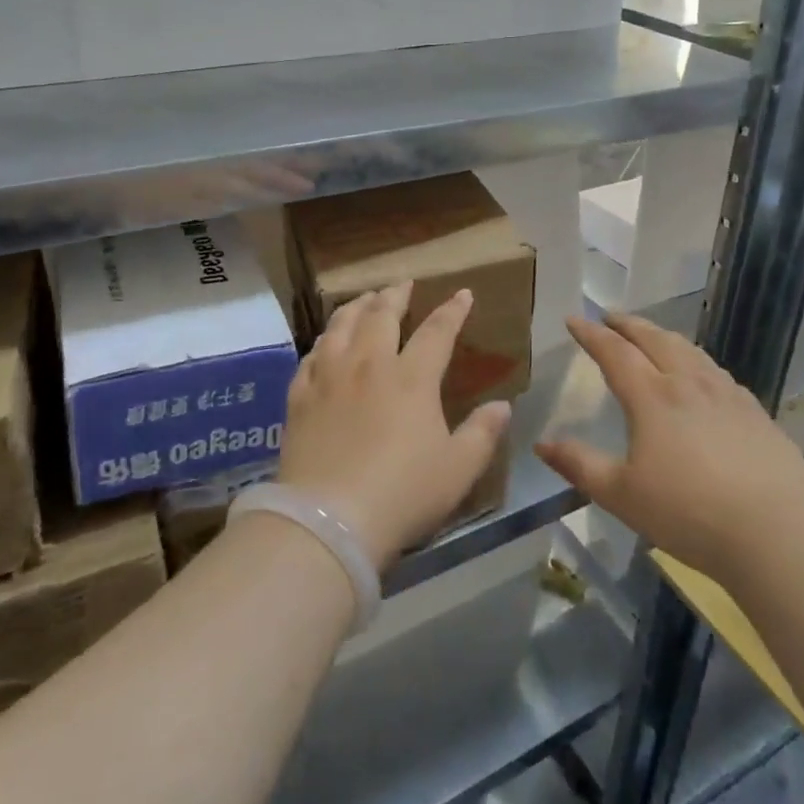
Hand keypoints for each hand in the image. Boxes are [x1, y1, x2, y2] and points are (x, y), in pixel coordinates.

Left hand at [278, 282, 511, 568]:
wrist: (329, 520)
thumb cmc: (403, 494)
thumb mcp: (458, 469)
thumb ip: (483, 433)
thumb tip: (504, 405)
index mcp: (411, 378)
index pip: (437, 332)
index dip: (452, 310)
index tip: (462, 294)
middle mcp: (369, 365)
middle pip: (381, 315)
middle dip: (395, 294)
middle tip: (403, 283)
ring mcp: (330, 377)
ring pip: (341, 326)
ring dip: (356, 306)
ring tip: (364, 299)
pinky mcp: (300, 397)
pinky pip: (311, 356)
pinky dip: (323, 342)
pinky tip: (325, 343)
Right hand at [535, 313, 803, 581]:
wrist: (777, 532)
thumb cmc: (688, 513)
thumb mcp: (621, 495)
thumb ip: (579, 465)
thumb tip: (541, 444)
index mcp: (651, 397)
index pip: (614, 352)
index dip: (591, 334)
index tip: (574, 319)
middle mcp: (688, 383)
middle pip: (654, 339)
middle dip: (628, 324)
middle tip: (610, 316)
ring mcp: (727, 394)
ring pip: (690, 350)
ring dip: (663, 336)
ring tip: (652, 335)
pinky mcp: (756, 412)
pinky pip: (718, 372)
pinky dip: (697, 361)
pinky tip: (702, 376)